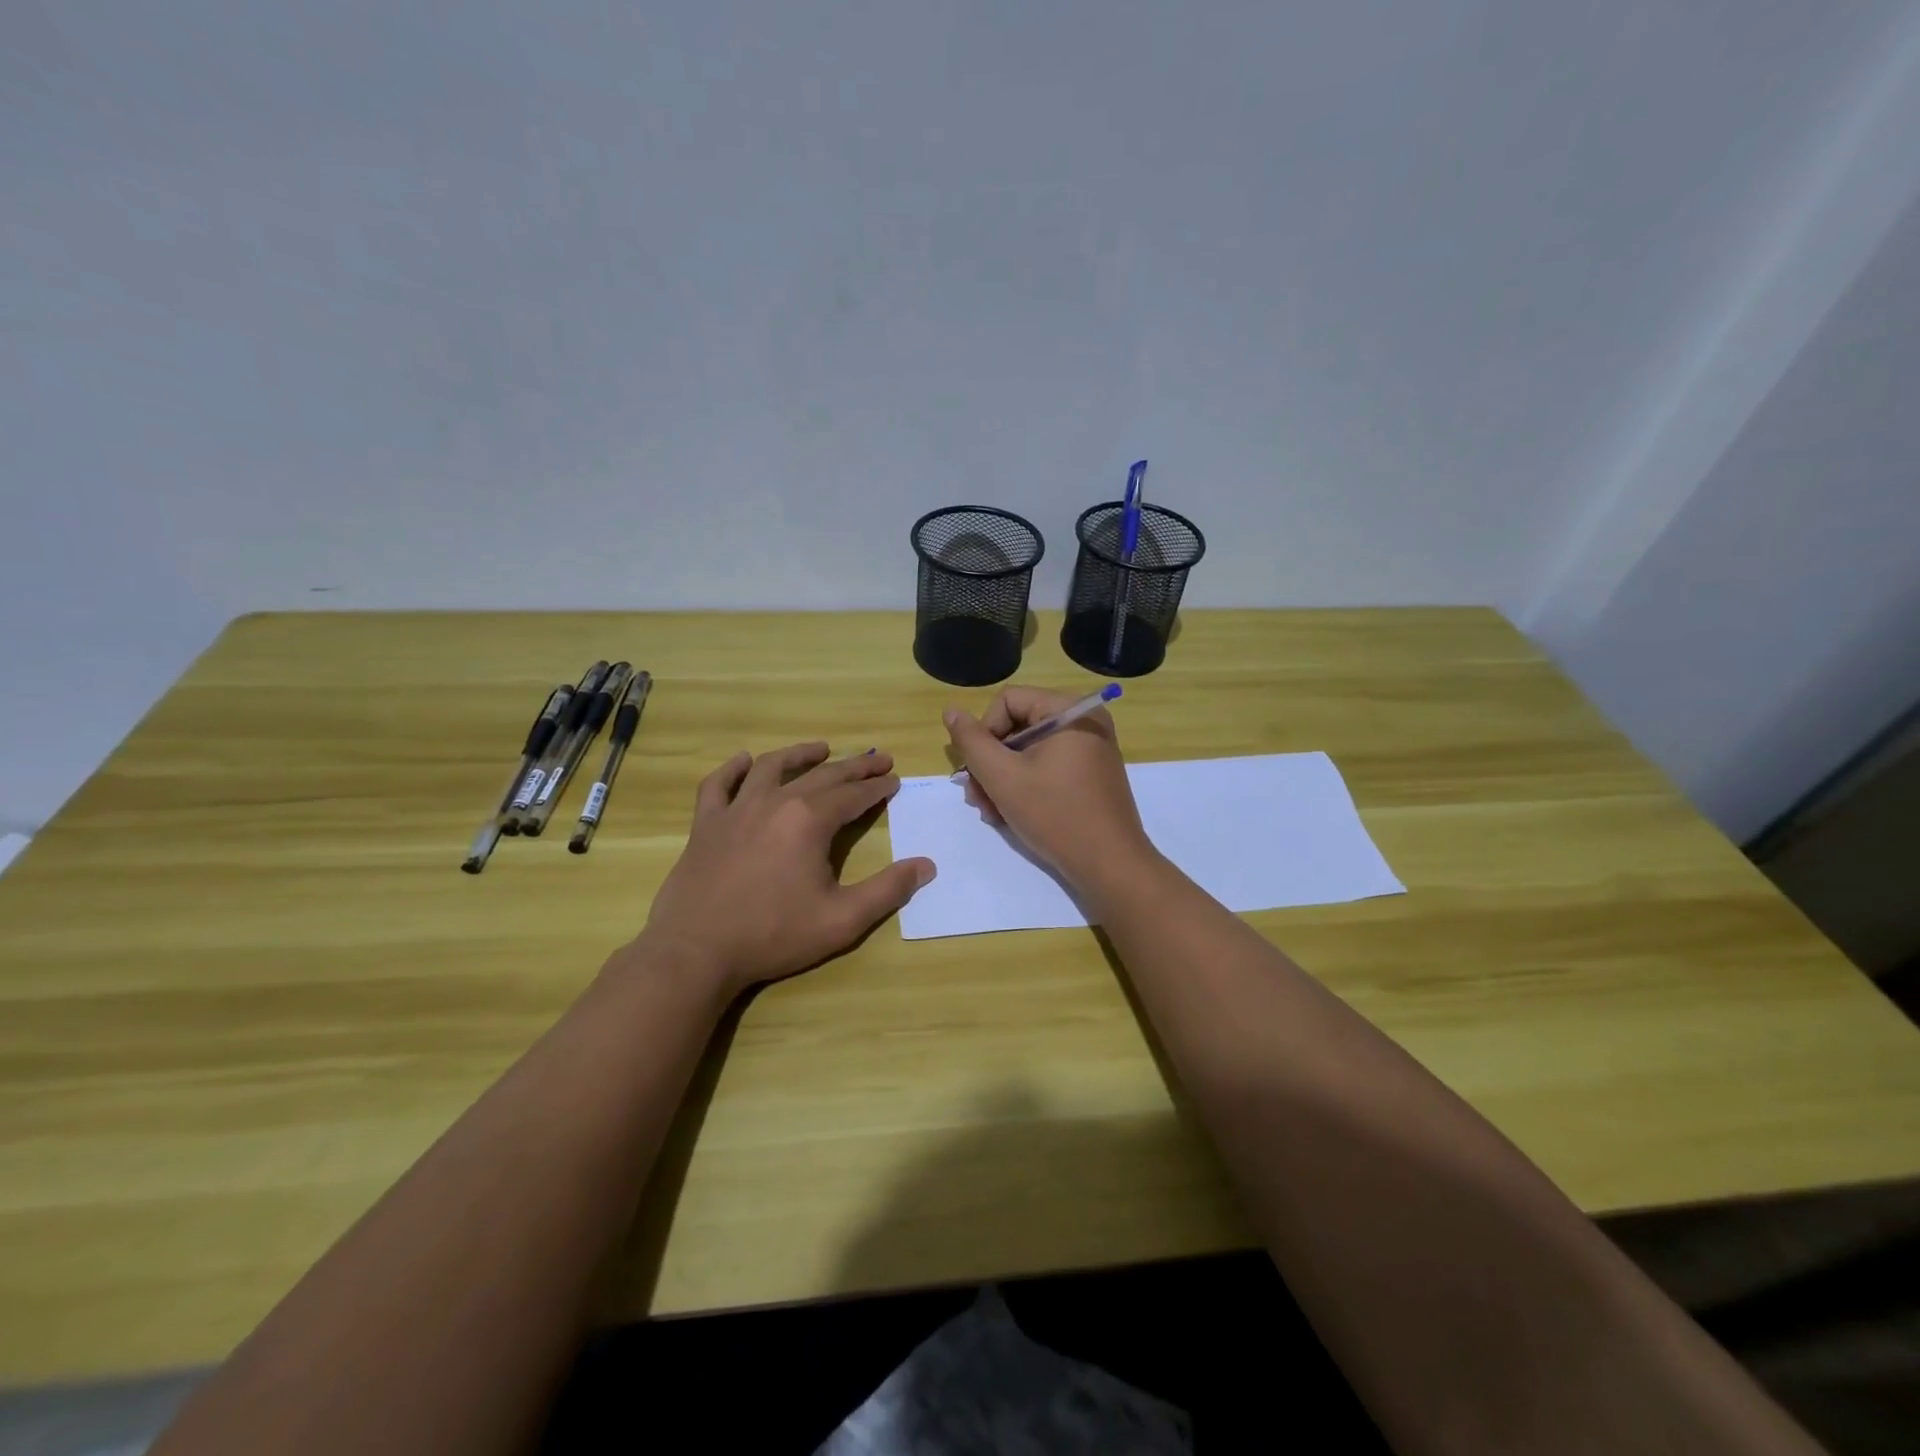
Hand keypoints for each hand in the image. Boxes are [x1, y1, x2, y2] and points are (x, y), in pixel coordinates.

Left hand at [635, 744, 935, 996]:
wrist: (695, 952)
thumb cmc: (773, 935)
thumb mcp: (842, 920)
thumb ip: (888, 890)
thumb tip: (926, 866)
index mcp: (809, 821)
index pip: (853, 795)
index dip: (877, 787)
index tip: (894, 779)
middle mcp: (774, 802)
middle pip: (821, 776)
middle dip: (854, 766)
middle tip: (878, 758)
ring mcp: (735, 810)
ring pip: (772, 768)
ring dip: (801, 754)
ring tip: (822, 748)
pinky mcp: (705, 825)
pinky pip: (718, 785)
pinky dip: (733, 769)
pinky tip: (745, 761)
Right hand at [944, 687, 1155, 895]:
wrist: (1110, 865)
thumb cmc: (1055, 815)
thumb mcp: (1003, 777)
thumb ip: (972, 742)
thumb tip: (951, 711)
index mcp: (1070, 710)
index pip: (1008, 700)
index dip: (984, 732)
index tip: (977, 770)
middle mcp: (1084, 722)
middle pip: (1017, 726)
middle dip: (990, 763)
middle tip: (976, 798)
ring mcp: (1090, 749)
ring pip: (1029, 751)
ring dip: (1001, 779)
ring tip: (990, 812)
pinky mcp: (1091, 774)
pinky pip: (1047, 766)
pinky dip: (1025, 786)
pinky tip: (1009, 814)